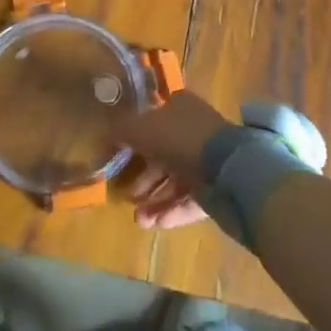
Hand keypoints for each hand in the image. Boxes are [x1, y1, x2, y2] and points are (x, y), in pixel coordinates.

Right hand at [113, 92, 234, 229]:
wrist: (226, 167)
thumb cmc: (178, 139)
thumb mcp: (140, 128)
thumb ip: (120, 130)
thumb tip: (104, 134)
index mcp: (180, 108)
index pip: (154, 119)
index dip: (136, 137)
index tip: (120, 156)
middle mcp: (195, 130)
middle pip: (163, 154)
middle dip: (144, 178)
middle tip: (127, 195)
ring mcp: (208, 160)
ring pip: (175, 180)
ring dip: (155, 200)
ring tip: (139, 219)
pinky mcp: (217, 187)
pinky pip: (189, 199)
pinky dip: (171, 210)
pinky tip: (155, 223)